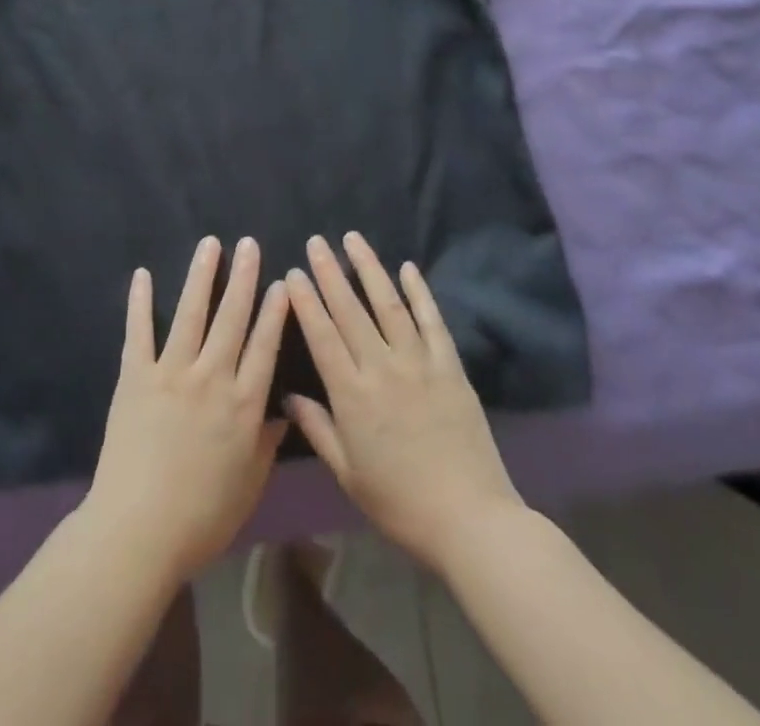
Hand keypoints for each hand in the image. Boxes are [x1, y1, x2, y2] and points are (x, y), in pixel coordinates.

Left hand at [84, 235, 290, 585]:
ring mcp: (171, 372)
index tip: (282, 282)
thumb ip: (266, 445)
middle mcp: (212, 377)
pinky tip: (143, 275)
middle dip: (243, 278)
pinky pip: (138, 331)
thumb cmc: (201, 517)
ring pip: (191, 313)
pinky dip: (140, 302)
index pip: (265, 345)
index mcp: (244, 404)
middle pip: (232, 318)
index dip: (275, 311)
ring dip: (201, 275)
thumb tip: (282, 413)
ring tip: (210, 244)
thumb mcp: (249, 487)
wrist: (138, 531)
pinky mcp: (135, 376)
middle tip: (249, 244)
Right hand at [285, 232, 524, 575]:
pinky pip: (432, 321)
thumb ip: (317, 429)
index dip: (306, 301)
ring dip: (370, 269)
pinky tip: (408, 268)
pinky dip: (419, 292)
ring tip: (353, 239)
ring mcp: (419, 363)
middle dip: (330, 272)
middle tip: (317, 241)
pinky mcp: (450, 367)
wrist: (470, 520)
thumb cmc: (400, 502)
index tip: (294, 272)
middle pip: (350, 310)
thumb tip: (288, 395)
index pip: (322, 335)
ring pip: (389, 305)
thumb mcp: (348, 474)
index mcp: (352, 395)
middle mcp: (382, 368)